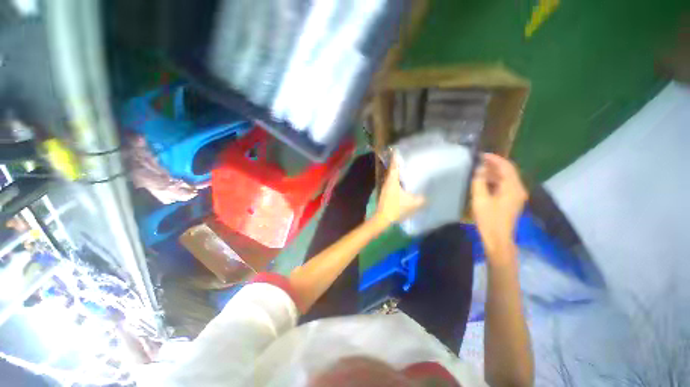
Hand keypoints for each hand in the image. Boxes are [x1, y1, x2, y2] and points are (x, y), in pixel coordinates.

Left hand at [374, 157, 424, 224]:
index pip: (394, 166)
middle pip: (393, 170)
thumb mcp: (412, 204)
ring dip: (398, 173)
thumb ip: (422, 199)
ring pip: (392, 177)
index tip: (399, 151)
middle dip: (399, 164)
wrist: (383, 217)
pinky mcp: (385, 193)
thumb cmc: (396, 208)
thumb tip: (428, 196)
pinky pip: (392, 183)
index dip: (396, 158)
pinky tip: (403, 183)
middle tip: (408, 160)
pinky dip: (397, 180)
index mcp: (393, 181)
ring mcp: (385, 187)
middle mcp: (388, 182)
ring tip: (407, 169)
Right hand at [471, 153, 527, 260]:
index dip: (494, 159)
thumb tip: (479, 169)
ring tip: (479, 170)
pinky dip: (496, 181)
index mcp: (512, 188)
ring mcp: (517, 195)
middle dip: (494, 165)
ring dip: (494, 173)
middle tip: (478, 162)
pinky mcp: (513, 201)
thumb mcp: (480, 199)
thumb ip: (479, 181)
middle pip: (508, 171)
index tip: (481, 155)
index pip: (506, 167)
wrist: (498, 238)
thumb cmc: (488, 219)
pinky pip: (505, 185)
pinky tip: (485, 182)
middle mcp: (518, 189)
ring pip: (507, 178)